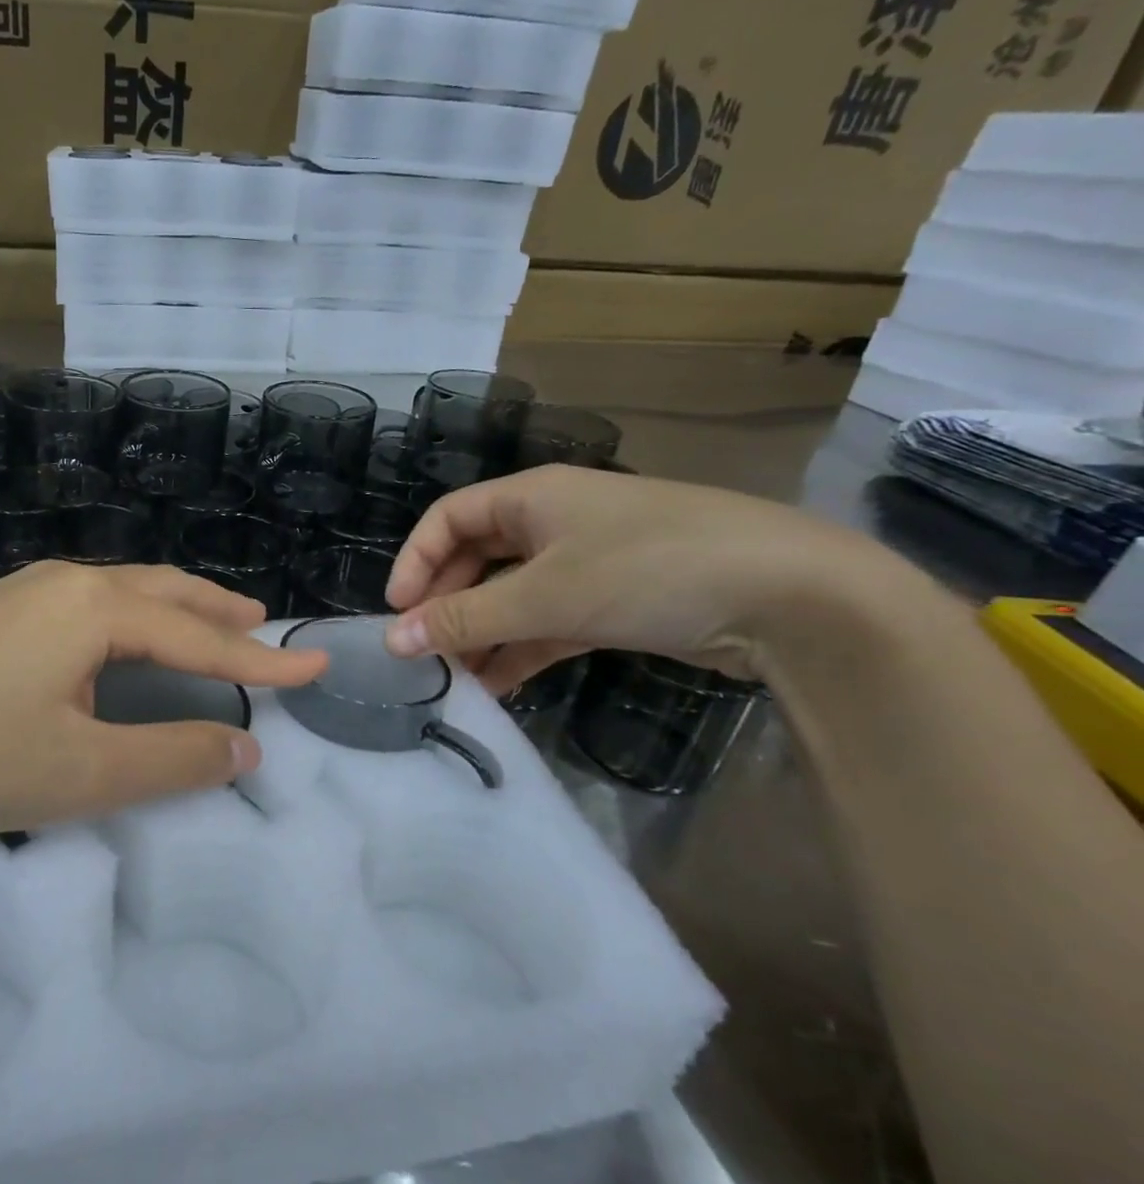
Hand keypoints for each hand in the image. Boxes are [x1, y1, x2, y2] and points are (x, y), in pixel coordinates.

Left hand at [0, 561, 326, 837]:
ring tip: (203, 622)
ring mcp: (21, 591)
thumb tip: (245, 749)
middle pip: (163, 592)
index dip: (260, 661)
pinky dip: (128, 615)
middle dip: (217, 611)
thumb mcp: (82, 772)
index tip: (313, 665)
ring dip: (171, 607)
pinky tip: (116, 637)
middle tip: (260, 624)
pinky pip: (85, 602)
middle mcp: (66, 584)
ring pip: (121, 591)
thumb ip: (171, 759)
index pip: (200, 639)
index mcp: (97, 610)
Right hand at [382, 465, 903, 691]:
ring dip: (482, 634)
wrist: (791, 597)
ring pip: (512, 596)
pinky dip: (521, 649)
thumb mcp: (545, 594)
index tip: (396, 612)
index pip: (448, 519)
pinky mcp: (615, 602)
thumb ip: (465, 618)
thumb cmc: (648, 570)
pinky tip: (498, 686)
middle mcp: (553, 522)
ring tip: (453, 681)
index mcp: (531, 497)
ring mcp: (587, 562)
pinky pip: (548, 622)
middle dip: (446, 604)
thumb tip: (393, 640)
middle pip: (476, 559)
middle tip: (423, 652)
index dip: (414, 561)